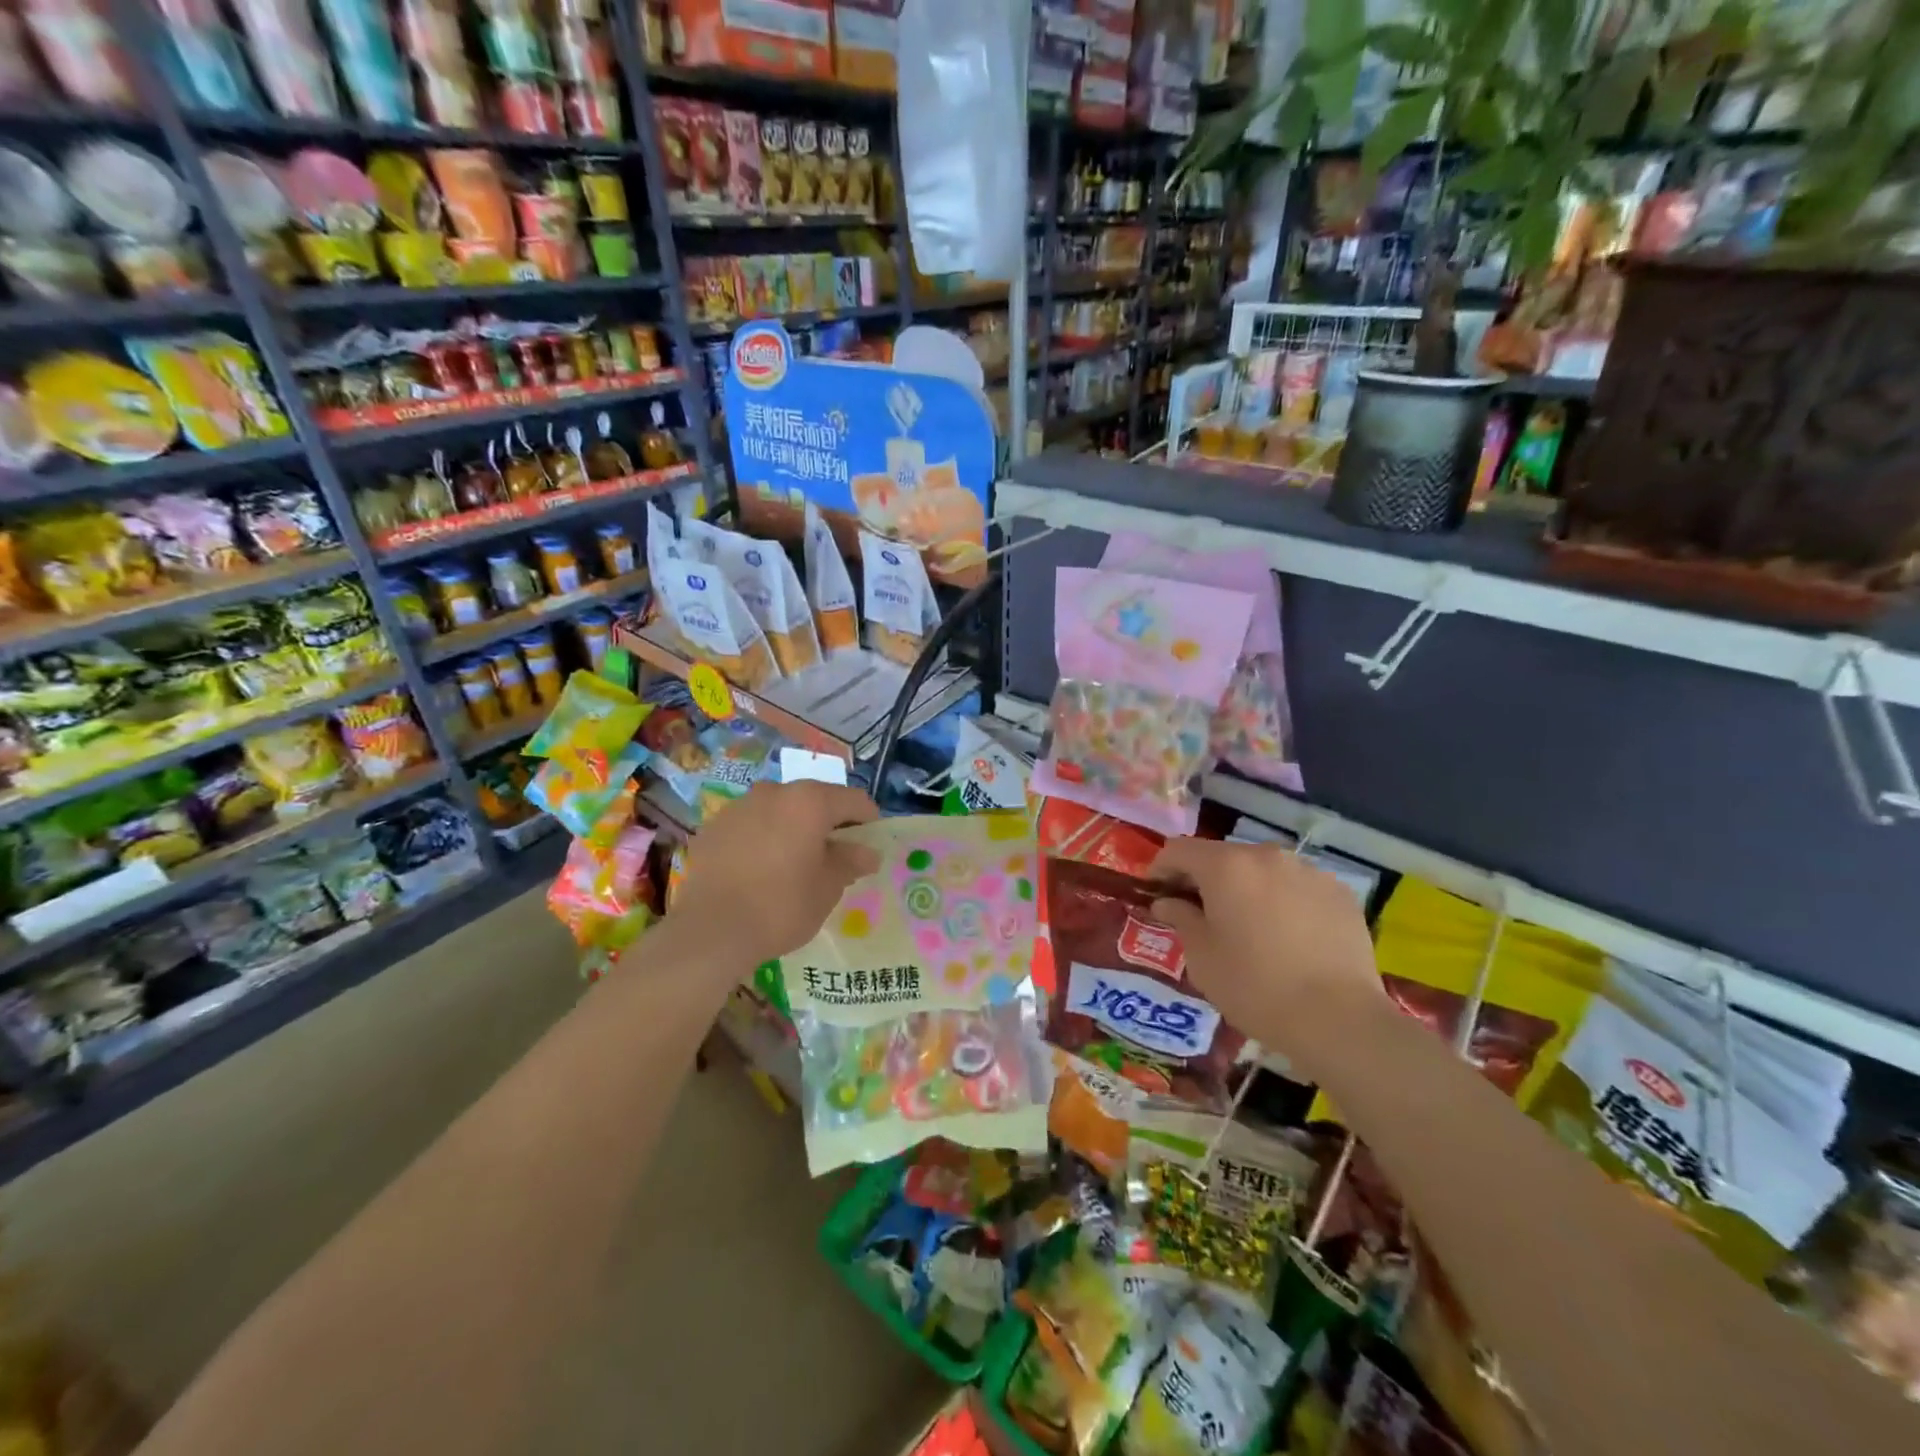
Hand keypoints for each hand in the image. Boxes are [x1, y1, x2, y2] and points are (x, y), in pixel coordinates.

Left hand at [669, 780, 880, 969]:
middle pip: (814, 800)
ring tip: (794, 864)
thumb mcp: (827, 888)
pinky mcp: (713, 828)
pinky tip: (760, 871)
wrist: (710, 931)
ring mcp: (739, 807)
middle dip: (828, 823)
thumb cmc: (781, 906)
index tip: (870, 845)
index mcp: (809, 801)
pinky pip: (750, 826)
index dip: (868, 821)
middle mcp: (773, 792)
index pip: (854, 800)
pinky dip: (762, 839)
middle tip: (834, 857)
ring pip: (779, 810)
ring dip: (793, 828)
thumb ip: (850, 861)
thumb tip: (868, 852)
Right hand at [1148, 837, 1387, 1077]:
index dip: (1161, 869)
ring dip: (1246, 889)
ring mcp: (1309, 871)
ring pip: (1263, 870)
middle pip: (1223, 857)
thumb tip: (1168, 902)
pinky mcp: (1340, 893)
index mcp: (1226, 866)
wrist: (1340, 1019)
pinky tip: (1288, 938)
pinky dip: (1283, 901)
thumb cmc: (1255, 987)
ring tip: (1249, 927)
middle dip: (1205, 879)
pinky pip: (1298, 887)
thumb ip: (1181, 918)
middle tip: (1200, 915)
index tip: (1156, 895)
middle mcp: (1267, 856)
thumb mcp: (1202, 958)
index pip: (1179, 850)